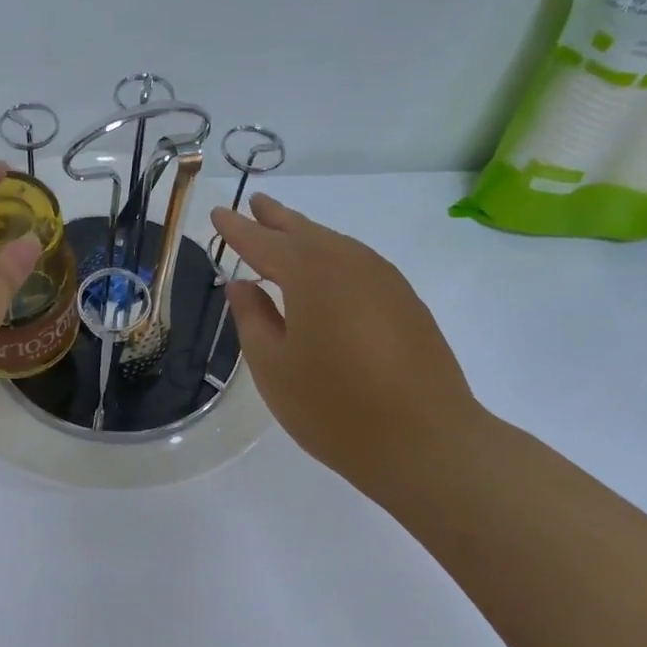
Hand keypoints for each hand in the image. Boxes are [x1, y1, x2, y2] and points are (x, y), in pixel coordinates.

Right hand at [211, 194, 487, 494]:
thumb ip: (252, 318)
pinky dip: (332, 256)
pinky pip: (357, 262)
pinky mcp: (405, 301)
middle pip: (304, 231)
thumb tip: (241, 284)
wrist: (427, 443)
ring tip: (284, 230)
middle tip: (255, 203)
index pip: (262, 241)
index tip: (218, 212)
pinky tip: (326, 273)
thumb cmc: (334, 408)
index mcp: (309, 273)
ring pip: (334, 244)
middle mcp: (348, 263)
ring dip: (306, 234)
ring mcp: (384, 279)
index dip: (236, 228)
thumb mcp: (273, 366)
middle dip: (275, 218)